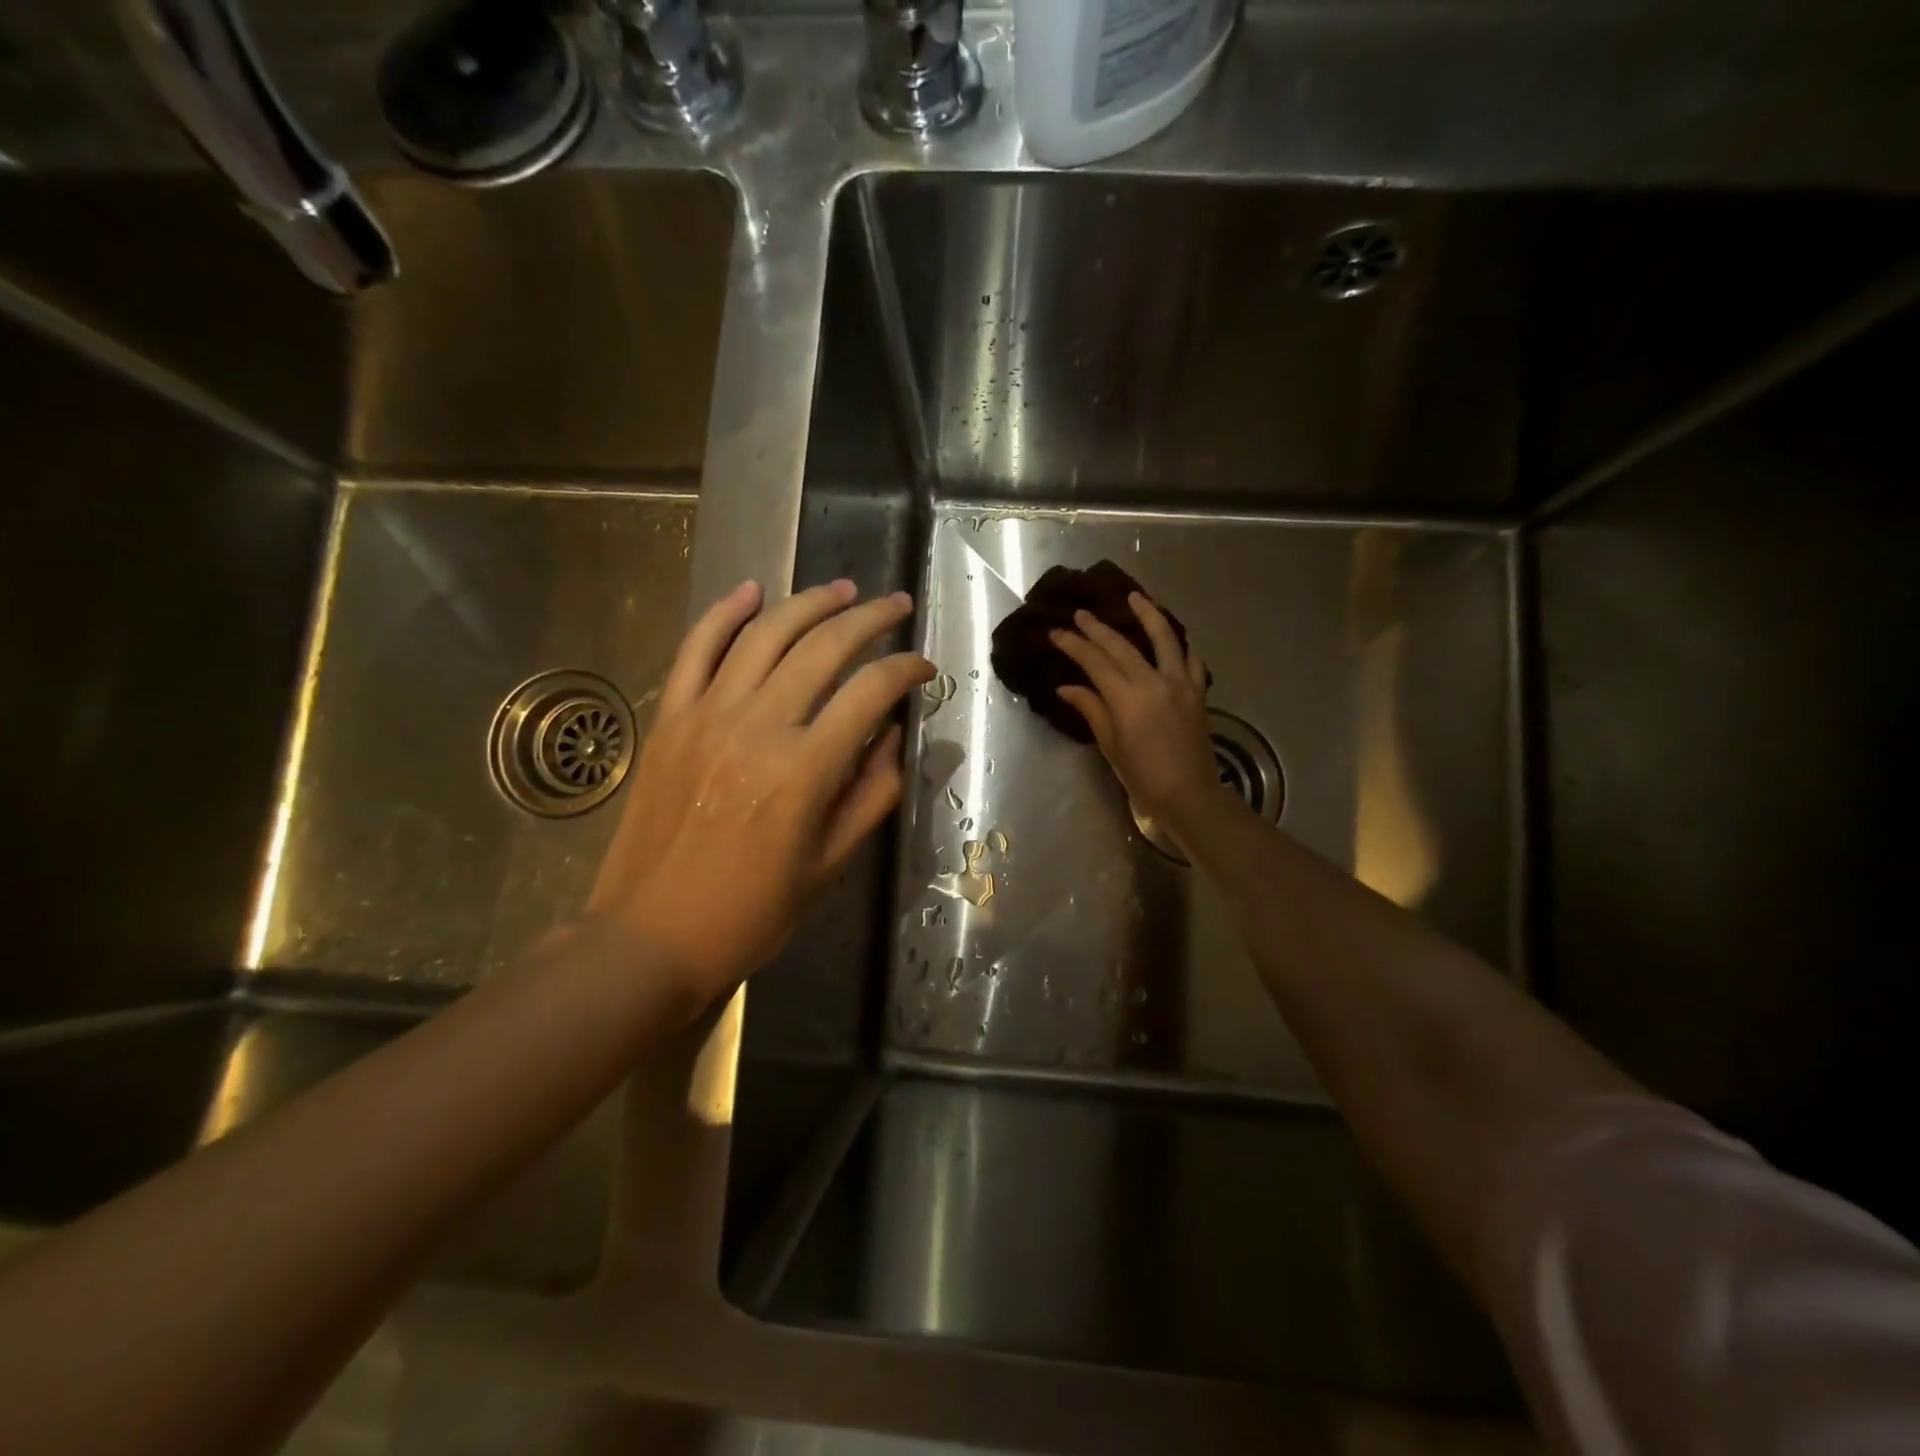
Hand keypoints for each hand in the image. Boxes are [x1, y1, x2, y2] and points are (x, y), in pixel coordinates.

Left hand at [582, 579, 932, 1016]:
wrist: (651, 936)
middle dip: (869, 619)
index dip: (906, 670)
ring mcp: (706, 715)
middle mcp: (758, 727)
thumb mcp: (830, 863)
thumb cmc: (752, 912)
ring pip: (765, 634)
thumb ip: (872, 793)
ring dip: (808, 603)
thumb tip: (894, 735)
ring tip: (842, 590)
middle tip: (895, 605)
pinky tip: (752, 590)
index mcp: (804, 770)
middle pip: (823, 647)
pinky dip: (724, 614)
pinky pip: (695, 649)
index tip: (924, 667)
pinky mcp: (670, 718)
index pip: (871, 692)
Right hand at [1052, 593, 1221, 831]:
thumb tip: (1067, 687)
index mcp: (1128, 698)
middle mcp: (1154, 681)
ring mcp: (1180, 683)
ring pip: (1164, 638)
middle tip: (1080, 614)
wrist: (1190, 795)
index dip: (1074, 645)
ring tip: (1135, 596)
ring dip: (1148, 614)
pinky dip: (1181, 645)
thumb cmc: (1143, 775)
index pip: (1095, 661)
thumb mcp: (1110, 745)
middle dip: (1098, 628)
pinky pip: (1191, 659)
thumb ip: (1091, 709)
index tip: (1056, 632)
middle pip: (1122, 645)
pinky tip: (1173, 638)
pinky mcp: (1198, 692)